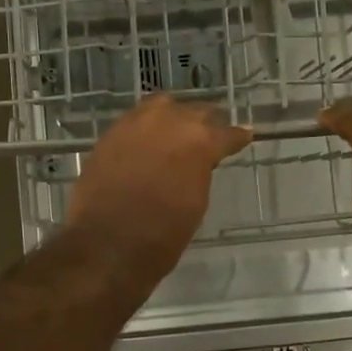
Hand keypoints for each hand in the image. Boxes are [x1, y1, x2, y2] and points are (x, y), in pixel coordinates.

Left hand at [67, 96, 251, 276]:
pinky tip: (148, 139)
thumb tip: (199, 162)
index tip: (244, 135)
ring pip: (162, 106)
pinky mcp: (110, 133)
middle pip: (196, 112)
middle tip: (211, 133)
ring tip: (176, 130)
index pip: (227, 133)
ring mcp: (136, 123)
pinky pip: (135, 120)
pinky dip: (146, 127)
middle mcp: (170, 121)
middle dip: (206, 123)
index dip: (237, 136)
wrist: (107, 244)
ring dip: (173, 117)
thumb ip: (200, 172)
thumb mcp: (196, 203)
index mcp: (200, 141)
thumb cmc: (162, 234)